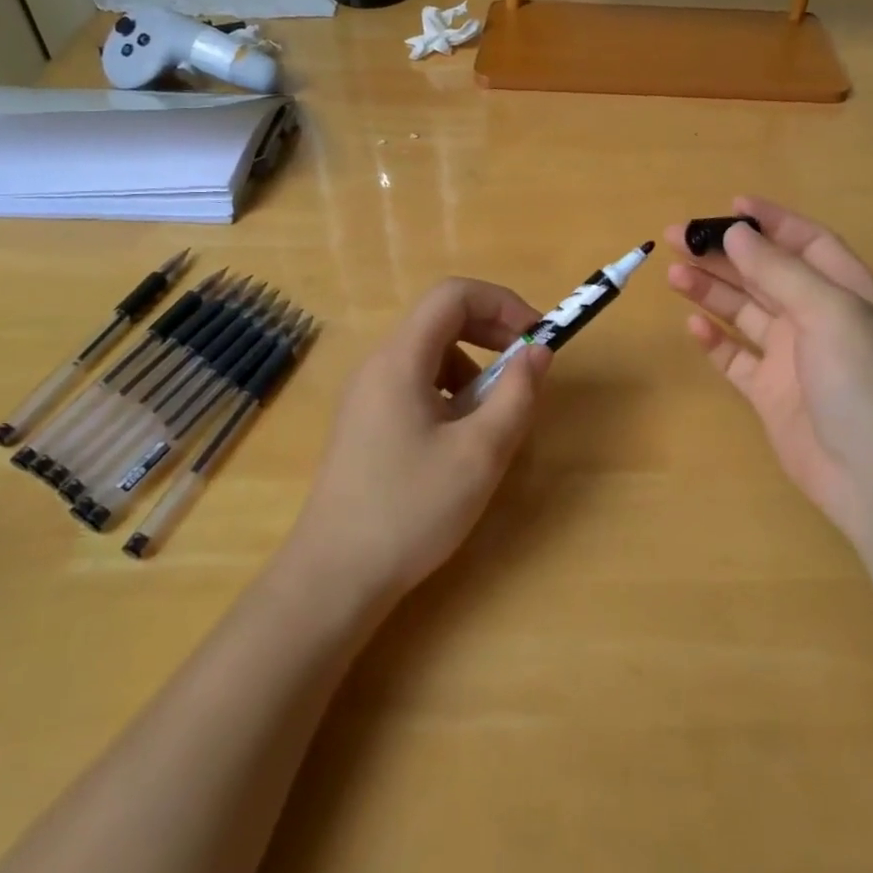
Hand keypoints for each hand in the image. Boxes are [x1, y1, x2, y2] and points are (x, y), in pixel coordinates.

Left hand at [290, 278, 551, 600]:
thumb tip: (538, 350)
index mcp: (400, 360)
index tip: (536, 338)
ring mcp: (367, 395)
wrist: (334, 577)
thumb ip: (516, 394)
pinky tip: (460, 439)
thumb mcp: (480, 453)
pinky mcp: (366, 423)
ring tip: (495, 415)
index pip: (453, 295)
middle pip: (441, 319)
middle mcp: (378, 365)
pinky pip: (416, 384)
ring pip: (431, 354)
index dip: (502, 303)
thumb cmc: (410, 510)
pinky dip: (451, 393)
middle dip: (492, 332)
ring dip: (474, 367)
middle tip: (527, 367)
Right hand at [666, 197, 872, 543]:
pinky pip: (736, 358)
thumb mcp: (829, 313)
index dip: (772, 222)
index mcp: (847, 293)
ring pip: (745, 312)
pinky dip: (715, 340)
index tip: (729, 206)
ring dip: (712, 290)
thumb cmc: (863, 383)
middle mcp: (819, 319)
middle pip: (767, 275)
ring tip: (674, 274)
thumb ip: (780, 272)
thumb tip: (737, 233)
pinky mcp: (770, 393)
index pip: (808, 244)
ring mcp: (792, 358)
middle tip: (677, 237)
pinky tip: (693, 325)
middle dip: (725, 253)